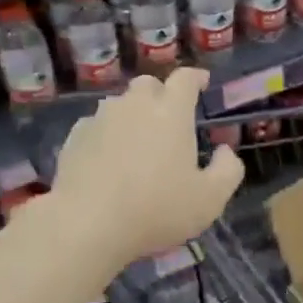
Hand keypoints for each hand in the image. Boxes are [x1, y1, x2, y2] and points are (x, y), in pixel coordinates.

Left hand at [48, 70, 243, 271]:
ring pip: (119, 105)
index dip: (196, 78)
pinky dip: (106, 135)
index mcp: (171, 112)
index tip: (202, 82)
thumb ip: (227, 170)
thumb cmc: (157, 209)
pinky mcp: (74, 138)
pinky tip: (107, 159)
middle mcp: (134, 105)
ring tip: (137, 143)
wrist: (87, 225)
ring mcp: (100, 119)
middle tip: (169, 118)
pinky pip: (95, 126)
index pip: (185, 79)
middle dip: (161, 94)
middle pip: (148, 85)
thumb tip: (225, 151)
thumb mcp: (210, 199)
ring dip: (131, 115)